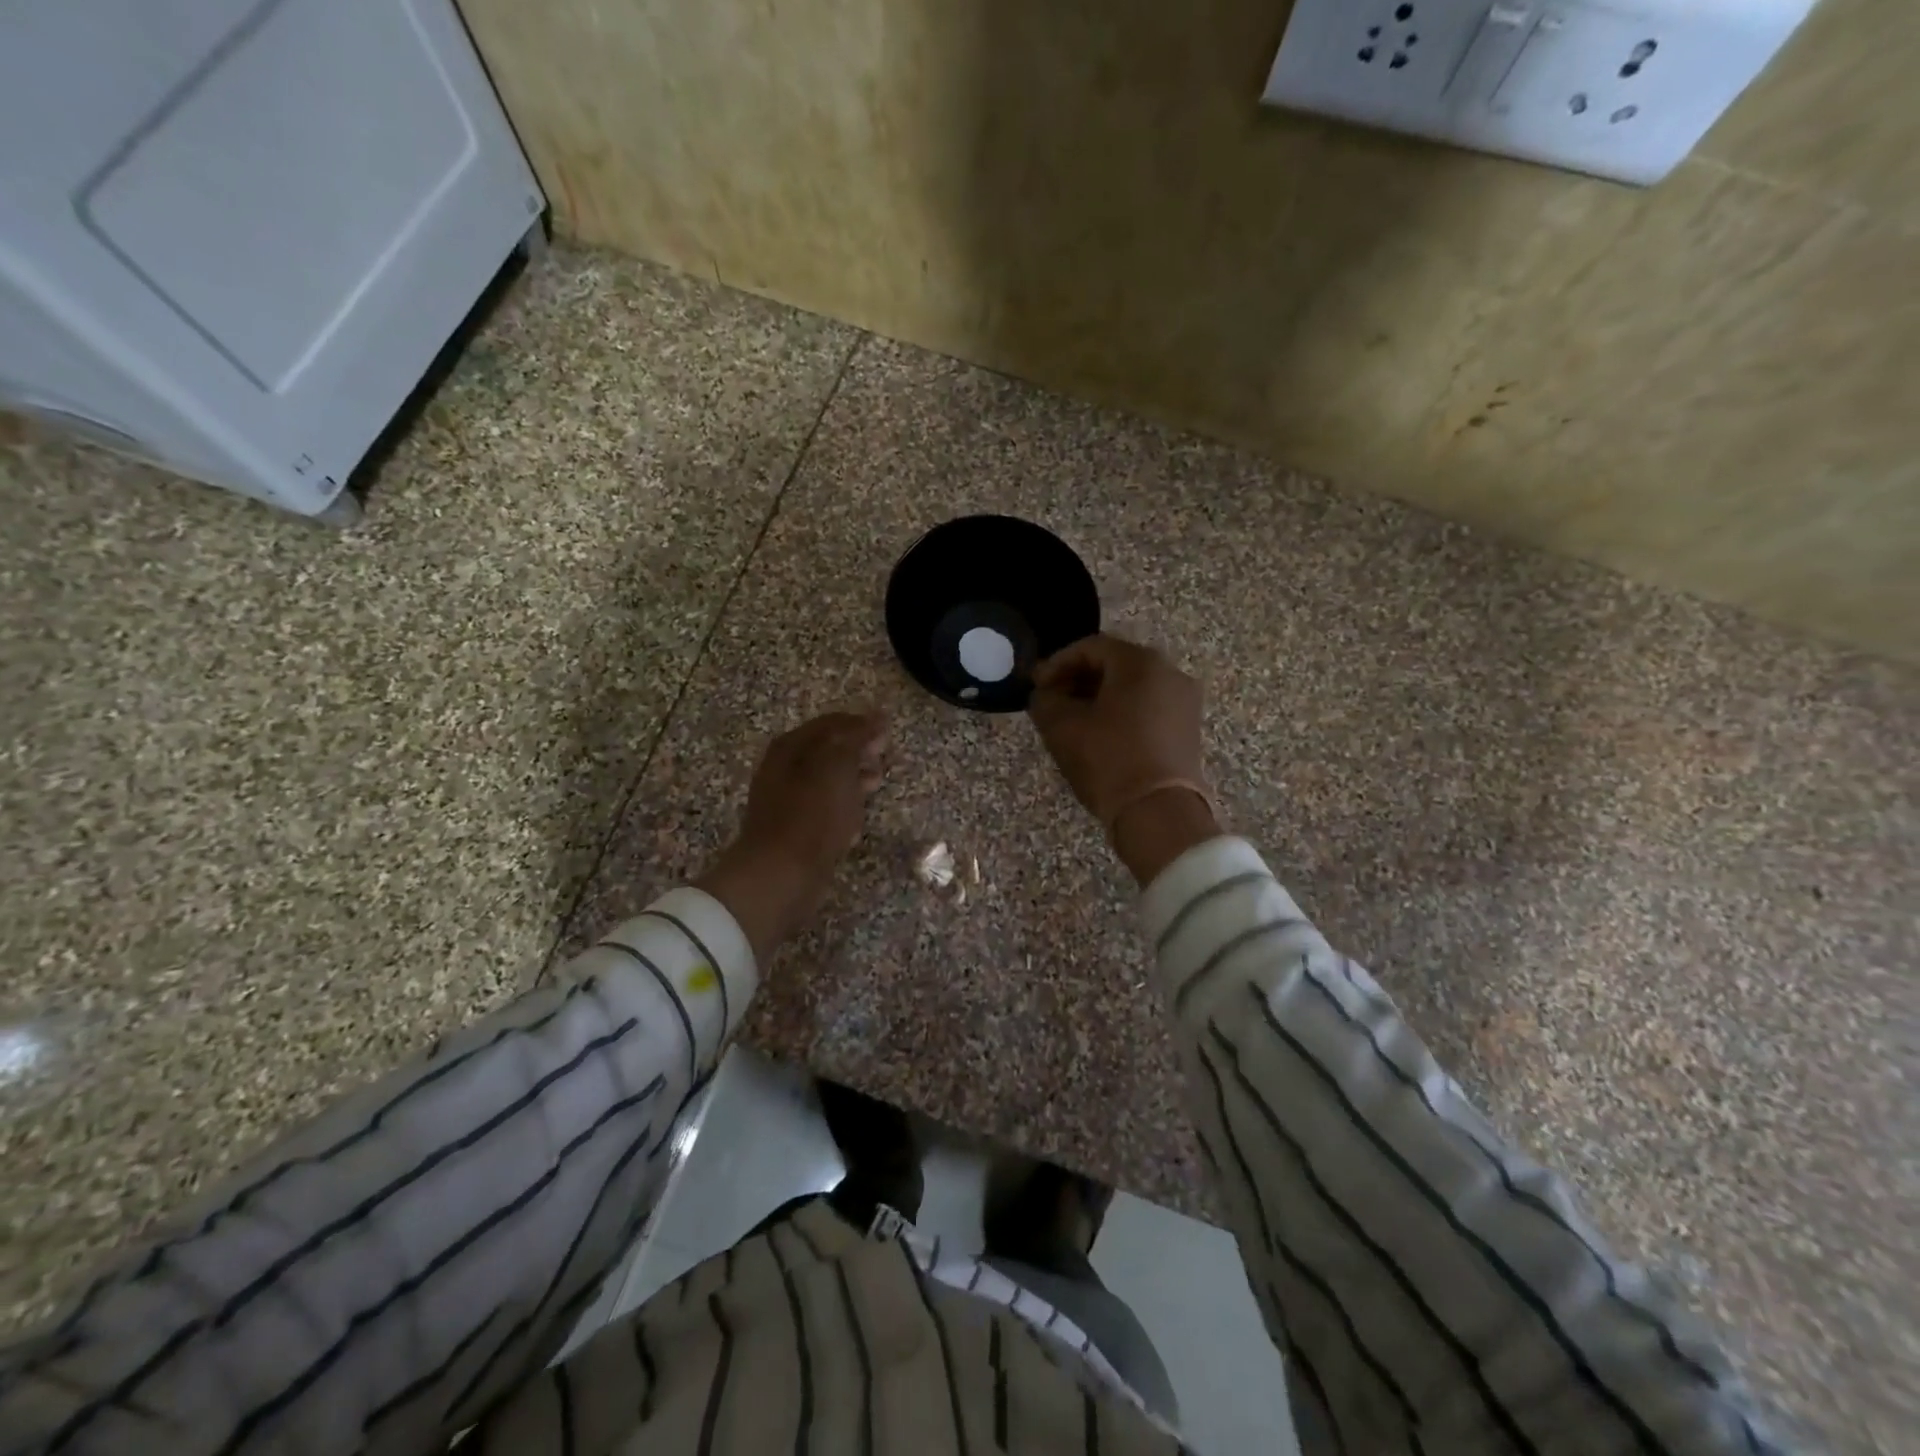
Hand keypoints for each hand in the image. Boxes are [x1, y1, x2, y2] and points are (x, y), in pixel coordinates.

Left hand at [696, 711, 888, 961]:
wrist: (780, 874)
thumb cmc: (811, 814)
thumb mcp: (838, 766)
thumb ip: (857, 740)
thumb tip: (876, 720)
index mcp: (791, 747)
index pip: (831, 723)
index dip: (860, 723)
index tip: (888, 729)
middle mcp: (784, 770)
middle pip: (826, 751)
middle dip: (857, 750)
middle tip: (885, 755)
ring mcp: (787, 803)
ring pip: (826, 782)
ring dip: (853, 780)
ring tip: (878, 783)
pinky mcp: (794, 832)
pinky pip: (823, 812)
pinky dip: (843, 810)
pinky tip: (858, 821)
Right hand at [1027, 635, 1219, 884]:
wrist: (1159, 813)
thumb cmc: (1108, 759)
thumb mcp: (1062, 727)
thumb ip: (1045, 700)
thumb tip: (1045, 695)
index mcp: (1141, 662)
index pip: (1091, 647)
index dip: (1057, 663)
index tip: (1036, 686)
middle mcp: (1170, 673)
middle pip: (1115, 664)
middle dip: (1079, 679)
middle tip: (1051, 700)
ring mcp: (1184, 702)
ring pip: (1133, 687)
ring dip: (1099, 697)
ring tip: (1072, 720)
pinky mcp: (1188, 730)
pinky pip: (1148, 708)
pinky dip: (1121, 713)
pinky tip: (1099, 735)